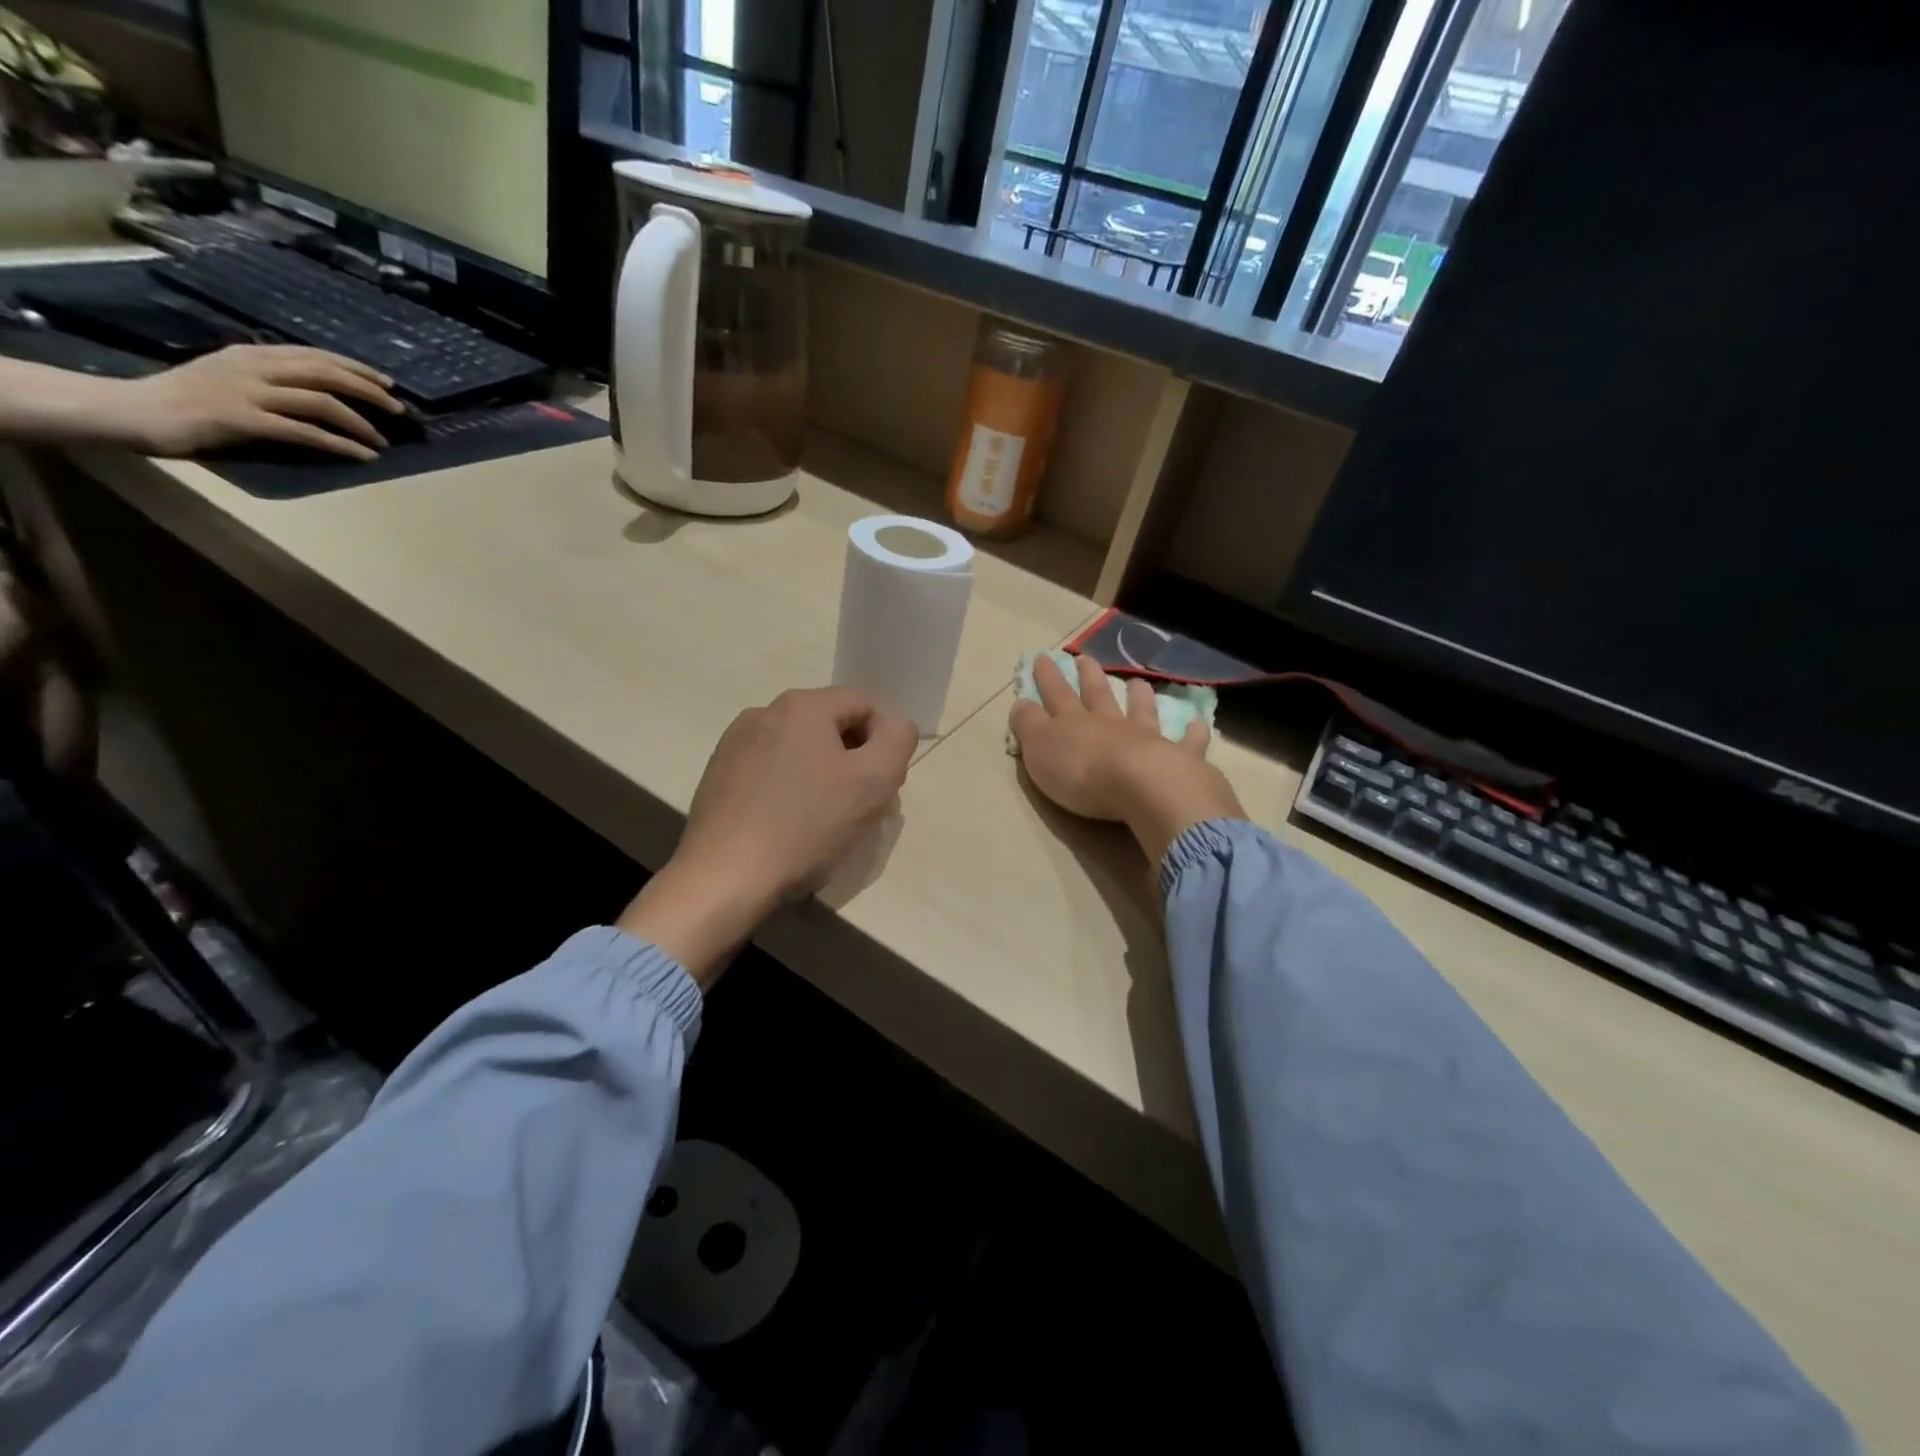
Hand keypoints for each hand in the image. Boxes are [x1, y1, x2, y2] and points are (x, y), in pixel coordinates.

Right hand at [103, 346, 402, 460]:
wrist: (134, 410)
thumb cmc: (188, 399)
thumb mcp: (232, 377)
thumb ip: (271, 378)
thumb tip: (319, 388)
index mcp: (252, 355)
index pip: (315, 355)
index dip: (355, 367)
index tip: (388, 382)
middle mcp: (252, 367)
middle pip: (324, 372)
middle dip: (368, 390)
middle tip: (399, 409)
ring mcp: (247, 392)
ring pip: (320, 402)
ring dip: (360, 423)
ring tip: (384, 440)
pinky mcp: (243, 420)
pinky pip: (304, 432)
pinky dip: (340, 445)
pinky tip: (363, 456)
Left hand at [619, 687, 918, 983]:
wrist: (725, 877)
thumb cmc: (806, 826)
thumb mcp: (874, 781)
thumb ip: (897, 739)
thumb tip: (893, 726)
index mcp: (802, 705)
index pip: (865, 704)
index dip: (885, 742)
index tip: (883, 784)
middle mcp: (764, 712)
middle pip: (831, 725)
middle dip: (855, 759)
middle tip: (860, 805)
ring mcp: (735, 743)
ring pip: (800, 748)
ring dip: (823, 774)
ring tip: (824, 819)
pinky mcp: (718, 774)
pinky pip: (771, 770)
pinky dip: (790, 788)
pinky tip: (788, 824)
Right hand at [1010, 654, 1243, 865]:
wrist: (1141, 786)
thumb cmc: (1082, 773)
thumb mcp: (1040, 750)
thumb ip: (1029, 726)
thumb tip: (1020, 702)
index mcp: (1074, 723)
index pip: (1056, 695)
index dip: (1048, 678)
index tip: (1044, 658)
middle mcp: (1110, 725)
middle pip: (1098, 697)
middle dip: (1089, 678)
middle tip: (1086, 659)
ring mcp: (1146, 739)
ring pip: (1141, 712)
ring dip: (1138, 697)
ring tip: (1137, 683)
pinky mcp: (1178, 759)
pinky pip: (1187, 742)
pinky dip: (1193, 733)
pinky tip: (1199, 724)